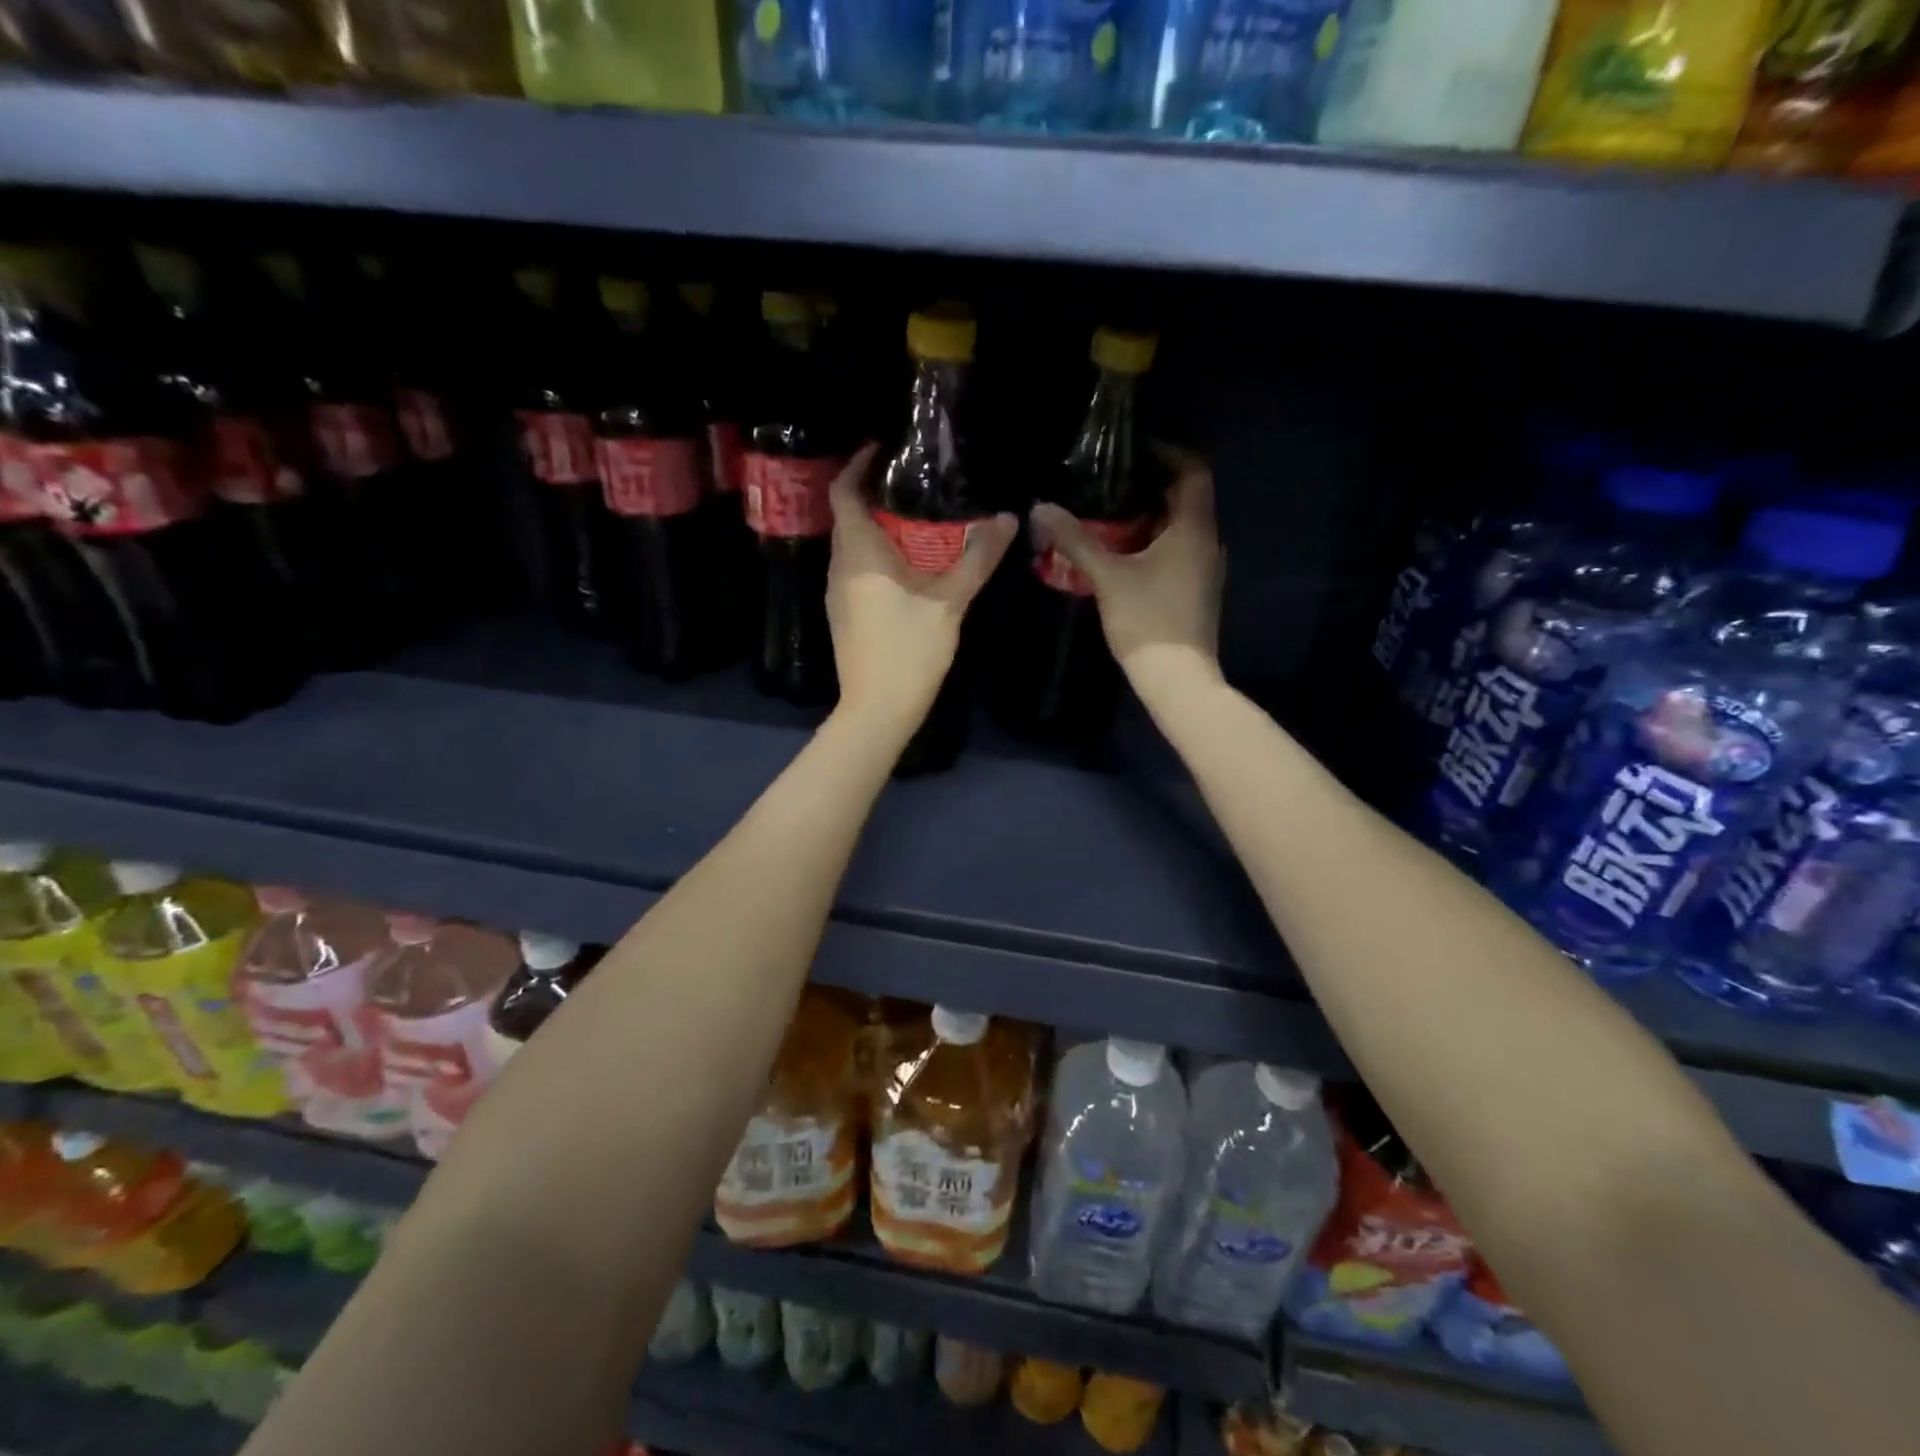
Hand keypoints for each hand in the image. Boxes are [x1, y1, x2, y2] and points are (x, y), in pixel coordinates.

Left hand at [827, 445, 1017, 733]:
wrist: (876, 711)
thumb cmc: (908, 652)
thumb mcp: (949, 603)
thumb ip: (977, 558)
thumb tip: (1007, 519)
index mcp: (859, 555)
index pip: (845, 492)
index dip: (858, 465)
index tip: (884, 448)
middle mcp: (839, 567)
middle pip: (849, 516)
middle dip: (875, 494)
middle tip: (914, 482)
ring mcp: (838, 594)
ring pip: (853, 545)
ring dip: (878, 527)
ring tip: (916, 517)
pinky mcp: (845, 615)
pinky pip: (857, 569)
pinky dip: (878, 555)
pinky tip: (909, 564)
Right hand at [1028, 445, 1224, 703]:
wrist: (1178, 679)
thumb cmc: (1147, 621)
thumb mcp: (1107, 577)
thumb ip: (1075, 540)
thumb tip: (1041, 507)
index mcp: (1194, 529)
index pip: (1192, 471)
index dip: (1168, 453)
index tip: (1134, 448)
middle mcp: (1208, 542)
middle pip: (1187, 498)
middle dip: (1152, 485)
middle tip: (1112, 480)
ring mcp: (1206, 568)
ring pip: (1182, 527)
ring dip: (1152, 516)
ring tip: (1111, 513)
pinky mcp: (1198, 590)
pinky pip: (1179, 550)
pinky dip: (1156, 541)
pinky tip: (1124, 552)